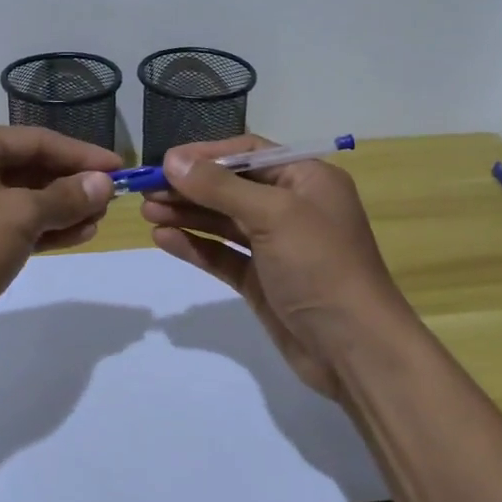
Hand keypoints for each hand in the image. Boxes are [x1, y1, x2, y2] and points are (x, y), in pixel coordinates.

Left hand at [0, 122, 119, 361]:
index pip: (37, 140)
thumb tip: (104, 183)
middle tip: (112, 199)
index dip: (81, 154)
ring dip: (60, 209)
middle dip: (71, 184)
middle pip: (29, 167)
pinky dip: (41, 229)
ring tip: (98, 220)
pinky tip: (76, 235)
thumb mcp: (19, 216)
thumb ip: (65, 197)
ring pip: (21, 198)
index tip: (120, 168)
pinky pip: (9, 223)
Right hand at [140, 136, 418, 400]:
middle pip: (232, 186)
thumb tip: (172, 160)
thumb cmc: (320, 266)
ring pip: (224, 220)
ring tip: (147, 211)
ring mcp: (276, 245)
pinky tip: (164, 238)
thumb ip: (220, 187)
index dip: (206, 155)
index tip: (165, 161)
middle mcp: (292, 206)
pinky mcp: (262, 280)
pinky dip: (196, 245)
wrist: (355, 349)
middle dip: (190, 186)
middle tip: (146, 189)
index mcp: (306, 179)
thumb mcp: (272, 215)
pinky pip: (223, 254)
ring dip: (187, 214)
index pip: (249, 152)